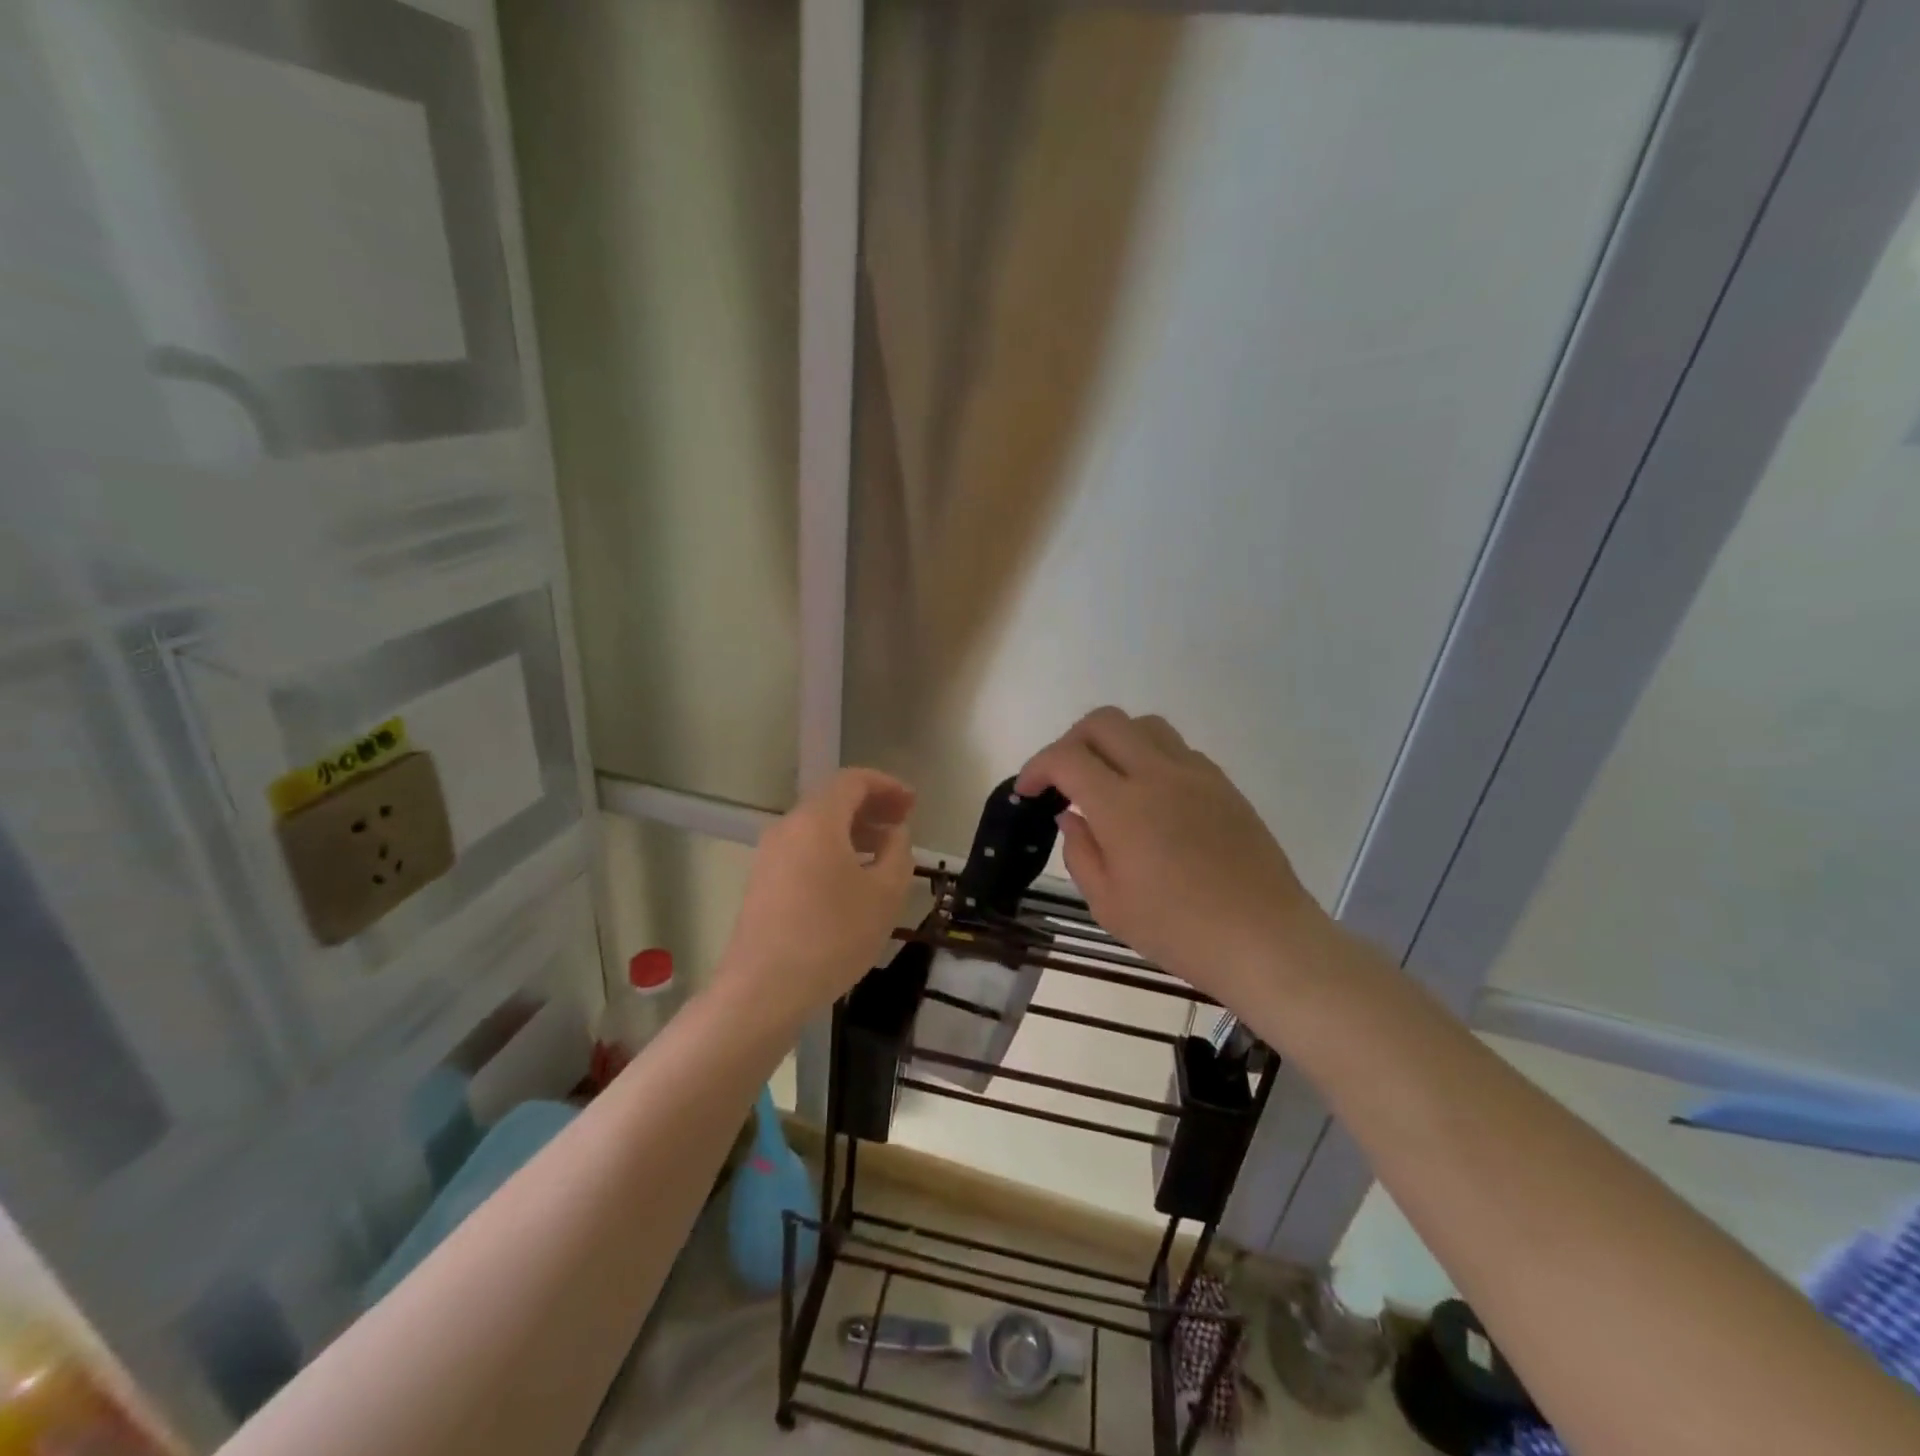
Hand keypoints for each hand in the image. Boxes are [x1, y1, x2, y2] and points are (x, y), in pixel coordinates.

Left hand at [720, 767, 916, 1026]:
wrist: (763, 989)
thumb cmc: (833, 935)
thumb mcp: (884, 894)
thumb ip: (898, 853)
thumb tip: (895, 834)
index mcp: (817, 821)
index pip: (853, 781)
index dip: (887, 786)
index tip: (912, 804)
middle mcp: (788, 828)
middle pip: (833, 802)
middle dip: (871, 807)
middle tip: (903, 824)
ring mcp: (770, 856)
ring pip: (818, 828)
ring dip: (853, 832)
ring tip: (883, 854)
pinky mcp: (763, 883)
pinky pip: (804, 851)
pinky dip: (833, 851)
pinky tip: (852, 880)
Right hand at [1016, 708, 1325, 1005]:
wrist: (1264, 939)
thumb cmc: (1178, 931)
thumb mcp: (1109, 905)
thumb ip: (1080, 852)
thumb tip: (1071, 815)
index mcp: (1122, 806)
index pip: (1066, 758)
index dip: (1037, 767)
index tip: (1028, 791)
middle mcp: (1158, 774)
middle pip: (1104, 722)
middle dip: (1071, 740)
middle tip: (1063, 777)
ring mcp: (1196, 774)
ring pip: (1144, 725)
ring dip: (1114, 741)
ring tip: (1107, 779)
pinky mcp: (1223, 784)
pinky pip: (1177, 749)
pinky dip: (1150, 757)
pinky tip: (1151, 797)